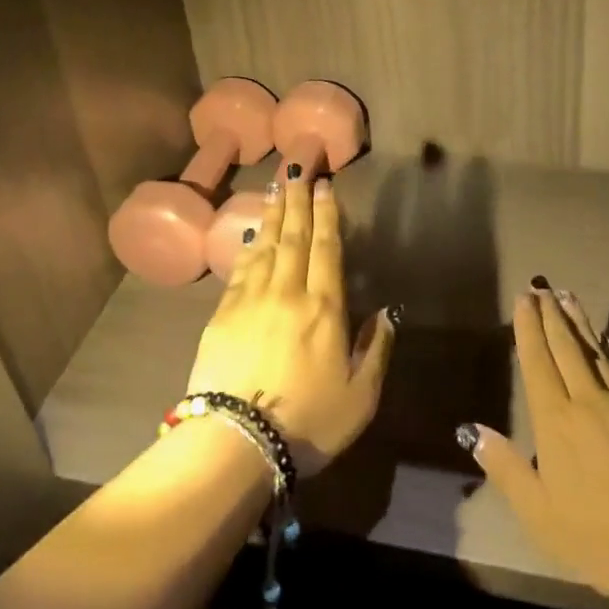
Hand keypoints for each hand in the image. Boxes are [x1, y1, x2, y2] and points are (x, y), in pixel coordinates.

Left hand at [185, 176, 396, 475]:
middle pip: (294, 236)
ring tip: (277, 187)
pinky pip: (240, 267)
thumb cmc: (307, 422)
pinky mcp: (223, 312)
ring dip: (273, 214)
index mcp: (325, 308)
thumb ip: (375, 350)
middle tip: (299, 167)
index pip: (327, 248)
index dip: (327, 215)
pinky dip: (248, 245)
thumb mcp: (360, 397)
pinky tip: (251, 231)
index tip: (326, 186)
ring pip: (265, 245)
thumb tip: (386, 313)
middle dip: (298, 200)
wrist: (237, 441)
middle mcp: (288, 292)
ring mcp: (251, 299)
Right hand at [464, 285, 608, 603]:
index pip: (537, 363)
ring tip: (570, 298)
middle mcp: (589, 403)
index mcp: (556, 423)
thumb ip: (506, 470)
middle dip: (552, 315)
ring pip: (600, 354)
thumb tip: (471, 431)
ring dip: (582, 324)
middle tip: (543, 286)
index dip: (528, 328)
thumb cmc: (605, 537)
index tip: (523, 298)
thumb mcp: (541, 515)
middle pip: (567, 349)